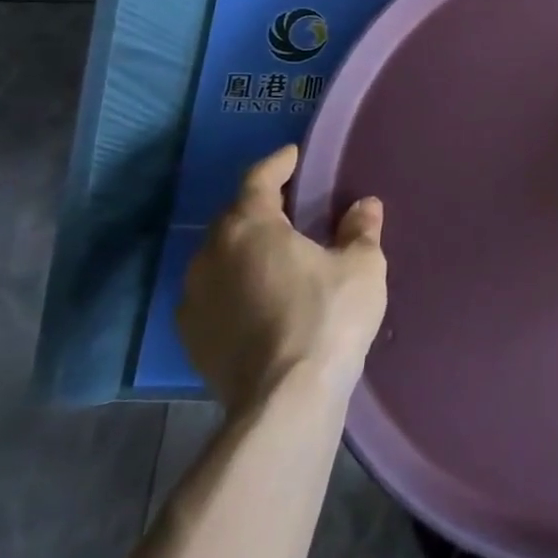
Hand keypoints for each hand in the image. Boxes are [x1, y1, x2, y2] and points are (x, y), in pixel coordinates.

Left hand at [179, 145, 387, 412]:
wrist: (284, 402)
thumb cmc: (327, 317)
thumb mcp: (361, 266)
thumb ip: (360, 229)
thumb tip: (364, 206)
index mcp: (250, 227)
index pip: (259, 180)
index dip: (279, 164)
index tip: (294, 155)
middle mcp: (211, 255)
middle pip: (235, 217)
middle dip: (262, 207)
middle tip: (292, 205)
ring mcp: (194, 300)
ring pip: (221, 257)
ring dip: (247, 249)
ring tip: (278, 253)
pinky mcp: (193, 339)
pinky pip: (215, 294)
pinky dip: (237, 285)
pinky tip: (261, 297)